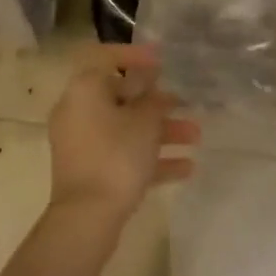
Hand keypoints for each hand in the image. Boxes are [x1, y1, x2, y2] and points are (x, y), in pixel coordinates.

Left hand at [47, 47, 198, 221]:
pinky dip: (150, 158)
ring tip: (196, 136)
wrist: (87, 219)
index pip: (107, 58)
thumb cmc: (116, 156)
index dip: (135, 55)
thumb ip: (154, 100)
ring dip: (161, 131)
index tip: (162, 60)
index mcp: (85, 89)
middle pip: (121, 97)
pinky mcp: (90, 171)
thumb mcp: (145, 122)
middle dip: (157, 102)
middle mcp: (78, 111)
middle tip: (185, 103)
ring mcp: (83, 143)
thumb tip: (153, 86)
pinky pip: (122, 154)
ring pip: (126, 128)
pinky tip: (186, 168)